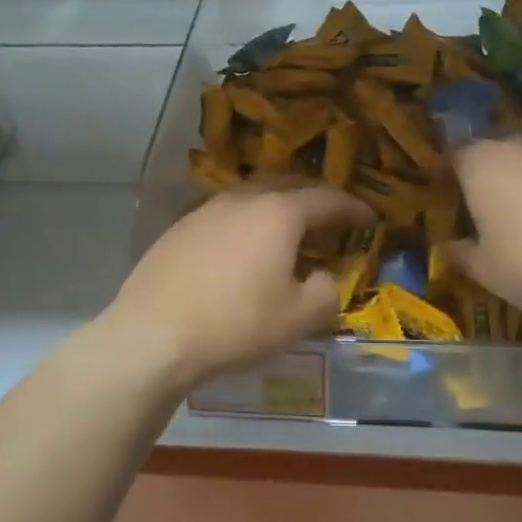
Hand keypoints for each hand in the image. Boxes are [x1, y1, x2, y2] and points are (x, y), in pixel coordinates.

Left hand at [103, 185, 373, 390]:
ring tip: (287, 232)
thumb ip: (327, 292)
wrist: (152, 335)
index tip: (370, 216)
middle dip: (314, 198)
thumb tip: (325, 278)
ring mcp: (205, 211)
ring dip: (277, 209)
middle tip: (331, 216)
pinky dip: (246, 224)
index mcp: (278, 213)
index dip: (353, 207)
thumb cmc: (236, 323)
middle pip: (287, 186)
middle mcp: (242, 200)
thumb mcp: (298, 318)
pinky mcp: (178, 230)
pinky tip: (242, 250)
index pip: (327, 199)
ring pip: (252, 198)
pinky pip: (224, 217)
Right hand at [447, 132, 521, 314]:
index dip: (443, 172)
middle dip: (485, 174)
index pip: (451, 155)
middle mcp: (517, 144)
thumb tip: (445, 248)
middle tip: (484, 206)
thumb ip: (461, 255)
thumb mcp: (488, 271)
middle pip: (492, 152)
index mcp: (480, 163)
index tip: (442, 192)